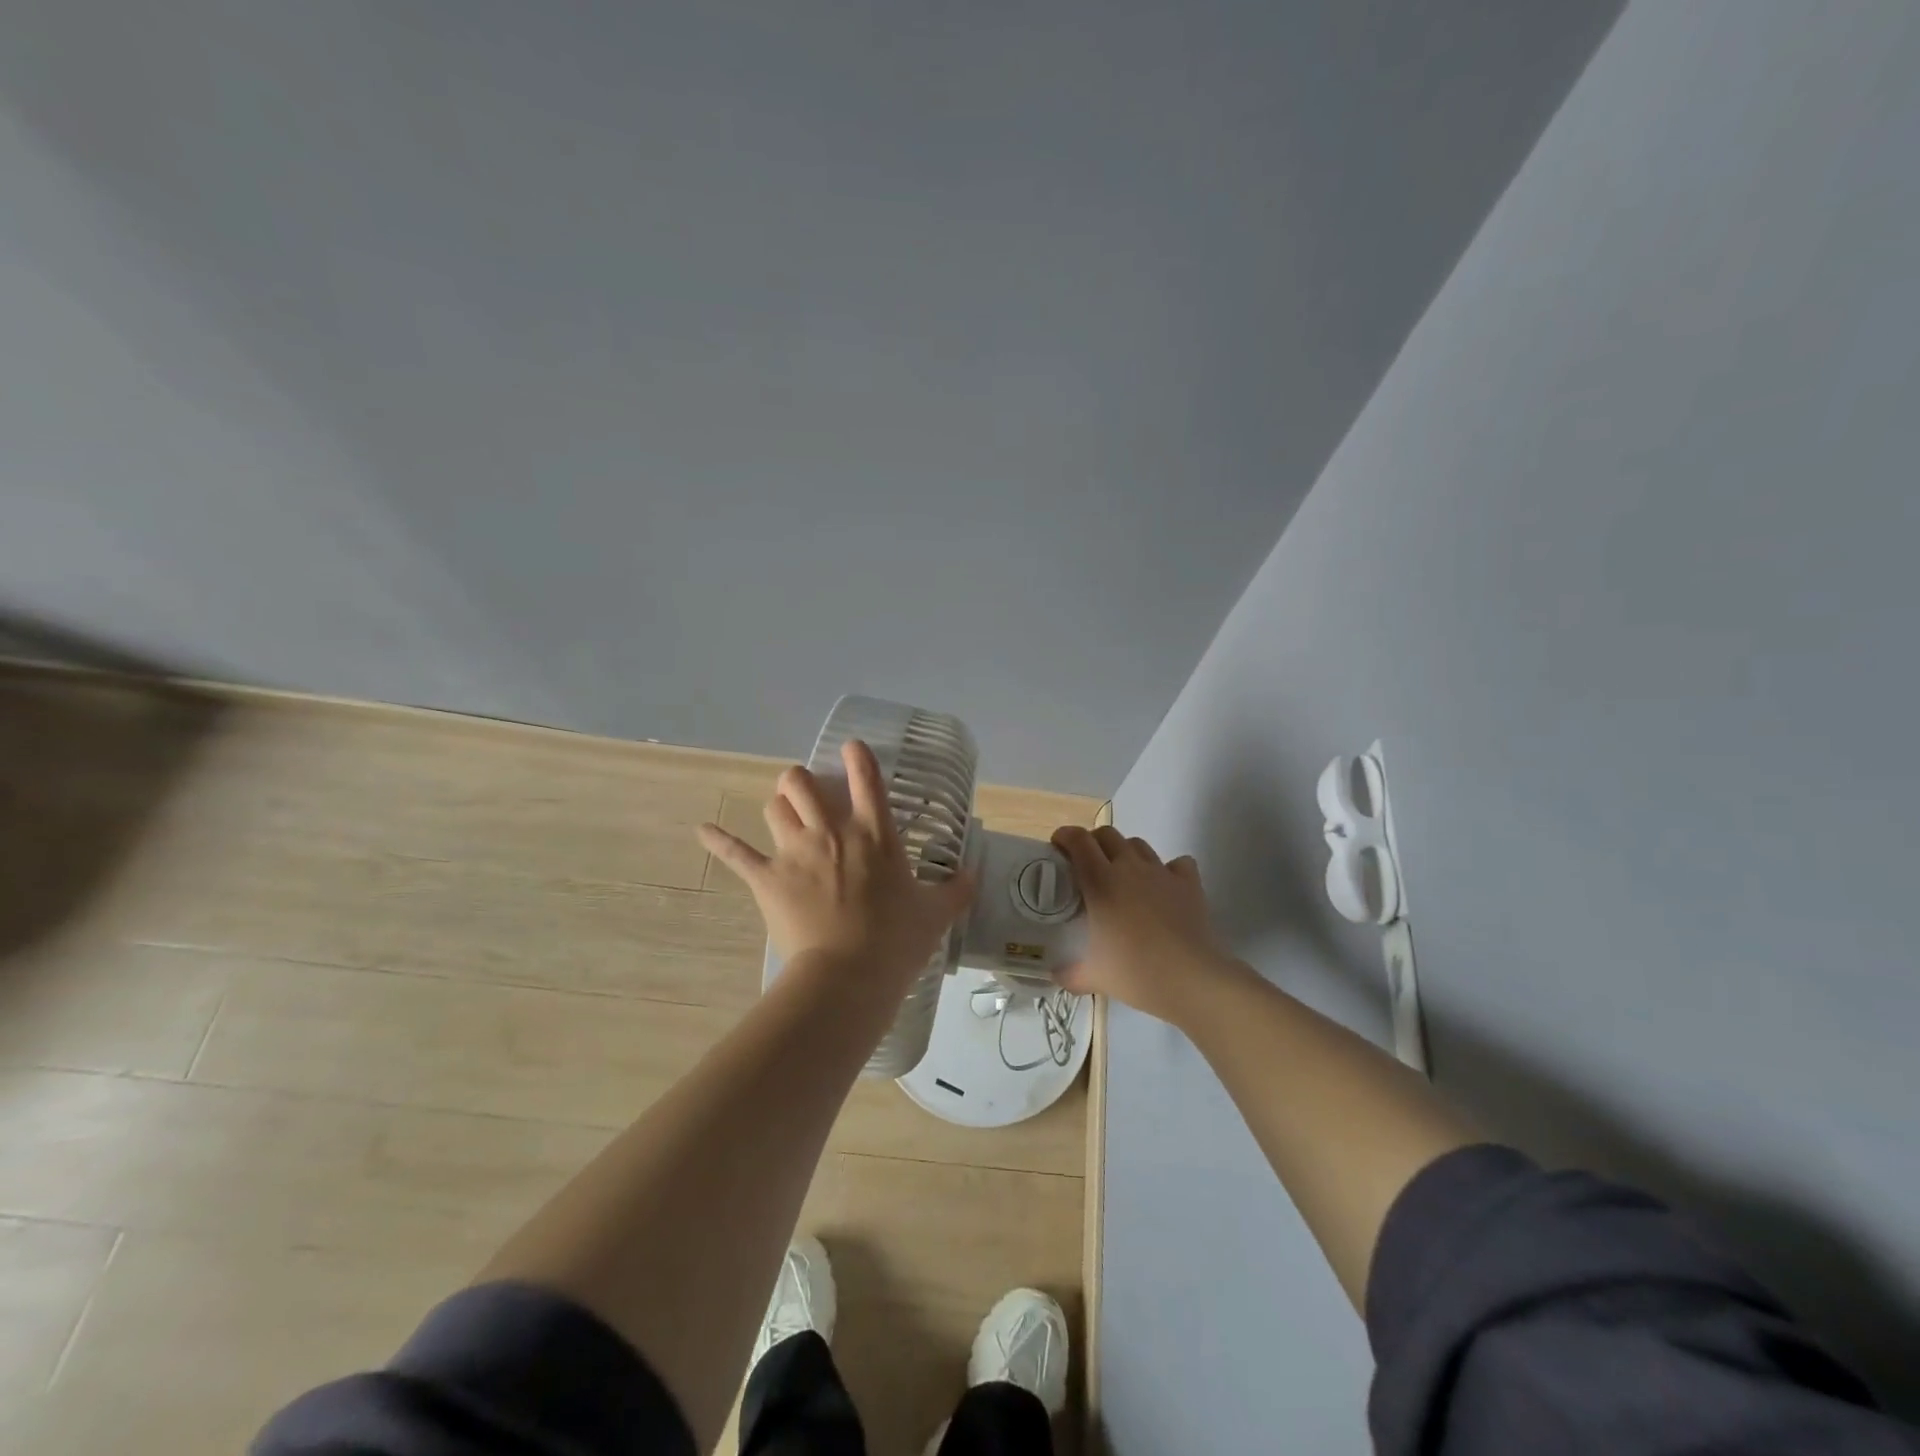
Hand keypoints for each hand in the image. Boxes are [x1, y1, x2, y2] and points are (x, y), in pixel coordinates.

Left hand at [699, 740, 975, 990]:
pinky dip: (718, 840)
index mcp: (874, 833)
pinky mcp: (767, 878)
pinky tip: (702, 830)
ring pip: (774, 807)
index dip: (857, 756)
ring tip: (782, 814)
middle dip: (801, 781)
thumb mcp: (935, 915)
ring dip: (778, 807)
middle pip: (801, 782)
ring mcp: (795, 851)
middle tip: (807, 794)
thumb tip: (973, 875)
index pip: (865, 778)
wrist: (847, 977)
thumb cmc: (895, 941)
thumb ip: (956, 890)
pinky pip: (736, 852)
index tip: (851, 748)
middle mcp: (831, 831)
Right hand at [1051, 826, 1245, 1024]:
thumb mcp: (1093, 977)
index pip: (1078, 841)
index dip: (1065, 836)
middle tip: (1088, 864)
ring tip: (1124, 876)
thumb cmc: (1135, 973)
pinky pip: (1178, 863)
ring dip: (1126, 853)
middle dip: (1094, 842)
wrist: (1191, 979)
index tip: (1058, 847)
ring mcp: (1161, 872)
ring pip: (1139, 845)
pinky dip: (1169, 869)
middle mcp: (1129, 867)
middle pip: (1108, 834)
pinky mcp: (1189, 883)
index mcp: (1100, 882)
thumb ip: (1069, 973)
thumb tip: (1055, 975)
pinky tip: (1165, 887)